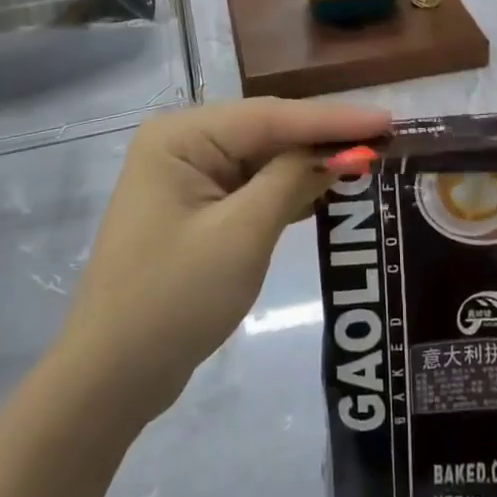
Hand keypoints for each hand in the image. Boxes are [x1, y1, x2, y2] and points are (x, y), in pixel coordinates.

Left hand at [62, 98, 388, 423]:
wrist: (109, 380)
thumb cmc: (173, 300)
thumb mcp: (241, 235)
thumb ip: (292, 181)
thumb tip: (341, 150)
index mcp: (181, 135)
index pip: (270, 116)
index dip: (332, 119)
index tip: (387, 118)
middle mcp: (182, 143)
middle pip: (267, 131)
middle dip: (323, 137)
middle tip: (385, 137)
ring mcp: (187, 177)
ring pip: (262, 158)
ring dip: (310, 162)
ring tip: (369, 156)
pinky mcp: (197, 209)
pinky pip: (251, 186)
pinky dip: (288, 188)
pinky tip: (328, 186)